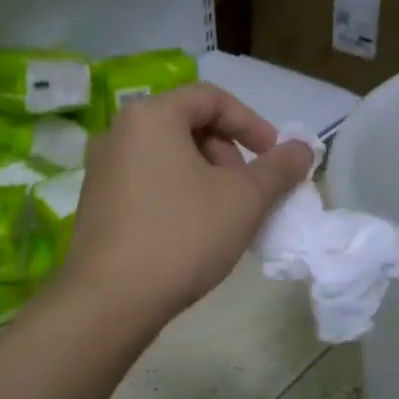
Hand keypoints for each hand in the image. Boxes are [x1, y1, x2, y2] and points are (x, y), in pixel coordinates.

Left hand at [61, 84, 313, 329]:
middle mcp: (118, 133)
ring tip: (225, 217)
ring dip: (206, 178)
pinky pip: (146, 184)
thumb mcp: (245, 199)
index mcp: (151, 116)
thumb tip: (303, 148)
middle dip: (228, 154)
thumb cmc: (183, 235)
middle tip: (248, 191)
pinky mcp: (95, 205)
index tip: (274, 157)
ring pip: (167, 158)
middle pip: (187, 126)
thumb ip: (279, 167)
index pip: (211, 98)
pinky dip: (178, 195)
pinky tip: (193, 234)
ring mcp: (101, 170)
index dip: (251, 123)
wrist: (111, 300)